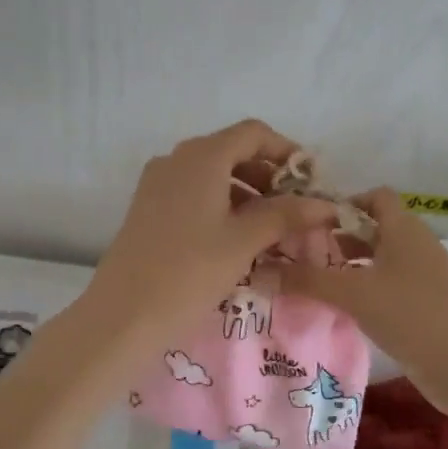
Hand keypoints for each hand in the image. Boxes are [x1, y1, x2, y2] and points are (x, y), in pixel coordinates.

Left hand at [86, 120, 338, 343]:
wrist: (123, 315)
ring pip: (213, 174)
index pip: (253, 133)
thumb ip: (286, 215)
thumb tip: (324, 204)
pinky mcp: (148, 208)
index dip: (286, 151)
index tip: (310, 180)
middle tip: (295, 209)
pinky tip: (237, 237)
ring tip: (272, 228)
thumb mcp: (244, 241)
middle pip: (232, 151)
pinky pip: (194, 193)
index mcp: (202, 156)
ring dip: (246, 192)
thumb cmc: (189, 271)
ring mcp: (157, 183)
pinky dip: (221, 204)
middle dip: (268, 175)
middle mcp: (177, 159)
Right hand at [279, 188, 447, 415]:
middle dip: (338, 238)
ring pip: (380, 261)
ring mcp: (424, 278)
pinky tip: (341, 311)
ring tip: (312, 283)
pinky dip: (365, 292)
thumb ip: (307, 280)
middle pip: (374, 229)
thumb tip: (260, 270)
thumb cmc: (412, 314)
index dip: (343, 202)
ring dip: (349, 268)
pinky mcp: (426, 307)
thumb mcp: (353, 294)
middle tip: (299, 255)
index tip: (309, 222)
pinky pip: (389, 288)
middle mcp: (416, 246)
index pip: (375, 196)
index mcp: (405, 228)